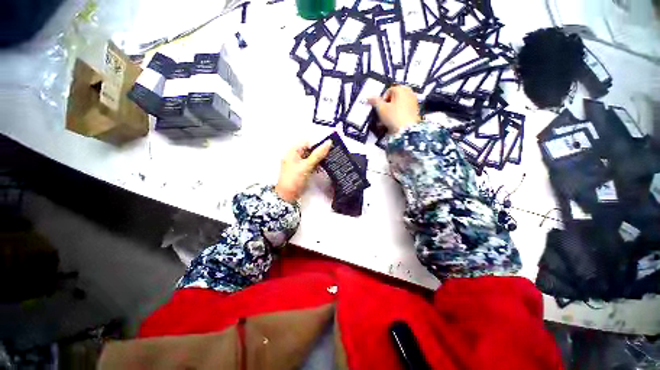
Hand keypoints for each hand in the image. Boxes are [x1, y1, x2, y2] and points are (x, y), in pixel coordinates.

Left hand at [275, 141, 331, 202]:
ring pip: (310, 157)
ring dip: (318, 160)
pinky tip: (321, 169)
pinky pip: (309, 164)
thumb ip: (318, 154)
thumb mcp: (307, 165)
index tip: (328, 149)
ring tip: (327, 162)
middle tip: (329, 156)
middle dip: (318, 152)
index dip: (317, 144)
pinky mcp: (300, 171)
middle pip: (309, 150)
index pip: (307, 142)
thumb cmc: (295, 179)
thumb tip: (329, 142)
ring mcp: (297, 164)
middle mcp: (294, 155)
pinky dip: (315, 166)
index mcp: (293, 151)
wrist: (287, 195)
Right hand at [368, 85, 420, 133]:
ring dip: (391, 111)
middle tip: (382, 114)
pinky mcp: (415, 111)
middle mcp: (409, 93)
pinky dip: (398, 115)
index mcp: (401, 89)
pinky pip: (403, 110)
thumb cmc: (394, 117)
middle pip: (394, 98)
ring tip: (387, 120)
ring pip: (399, 104)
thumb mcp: (381, 108)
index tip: (379, 108)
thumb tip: (368, 98)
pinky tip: (393, 122)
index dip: (382, 100)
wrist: (407, 129)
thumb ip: (374, 101)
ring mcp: (413, 101)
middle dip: (387, 106)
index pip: (388, 91)